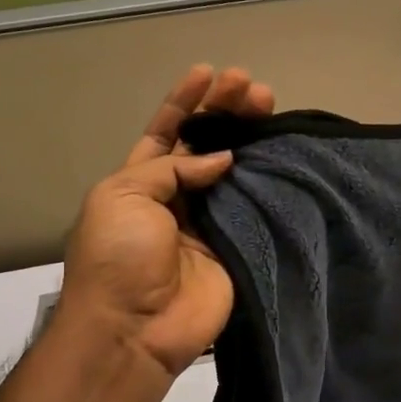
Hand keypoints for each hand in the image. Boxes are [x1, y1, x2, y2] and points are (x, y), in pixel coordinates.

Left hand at [58, 65, 274, 376]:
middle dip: (225, 111)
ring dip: (252, 137)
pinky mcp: (239, 244)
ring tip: (270, 105)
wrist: (136, 329)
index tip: (207, 73)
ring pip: (237, 170)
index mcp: (140, 182)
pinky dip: (269, 179)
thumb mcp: (123, 196)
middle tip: (249, 85)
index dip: (184, 102)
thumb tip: (222, 159)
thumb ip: (171, 168)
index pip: (165, 132)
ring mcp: (211, 221)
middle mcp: (178, 197)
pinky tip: (282, 152)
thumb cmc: (118, 257)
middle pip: (206, 145)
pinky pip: (256, 206)